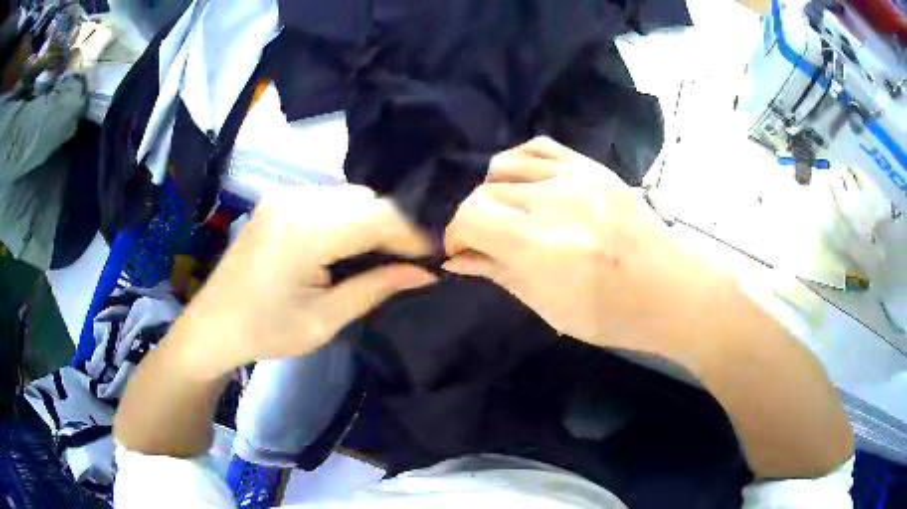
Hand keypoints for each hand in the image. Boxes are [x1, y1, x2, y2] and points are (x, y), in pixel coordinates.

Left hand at [170, 185, 435, 379]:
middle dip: (396, 227)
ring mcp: (284, 195)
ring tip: (386, 254)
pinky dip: (350, 217)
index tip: (436, 257)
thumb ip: (376, 288)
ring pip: (350, 196)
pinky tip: (353, 243)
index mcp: (305, 231)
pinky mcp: (279, 200)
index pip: (378, 216)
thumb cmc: (266, 331)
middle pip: (367, 200)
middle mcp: (296, 200)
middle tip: (413, 260)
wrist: (213, 325)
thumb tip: (426, 273)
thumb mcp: (325, 320)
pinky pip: (329, 199)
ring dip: (374, 221)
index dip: (413, 235)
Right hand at [445, 137, 731, 357]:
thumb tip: (457, 258)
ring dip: (494, 191)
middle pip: (485, 191)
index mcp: (544, 246)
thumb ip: (499, 273)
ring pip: (505, 165)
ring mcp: (578, 178)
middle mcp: (556, 202)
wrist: (673, 291)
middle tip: (488, 242)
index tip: (462, 251)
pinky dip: (519, 162)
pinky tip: (525, 183)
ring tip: (508, 214)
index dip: (456, 233)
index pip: (471, 216)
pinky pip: (540, 147)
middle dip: (475, 220)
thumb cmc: (614, 315)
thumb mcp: (550, 306)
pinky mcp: (594, 168)